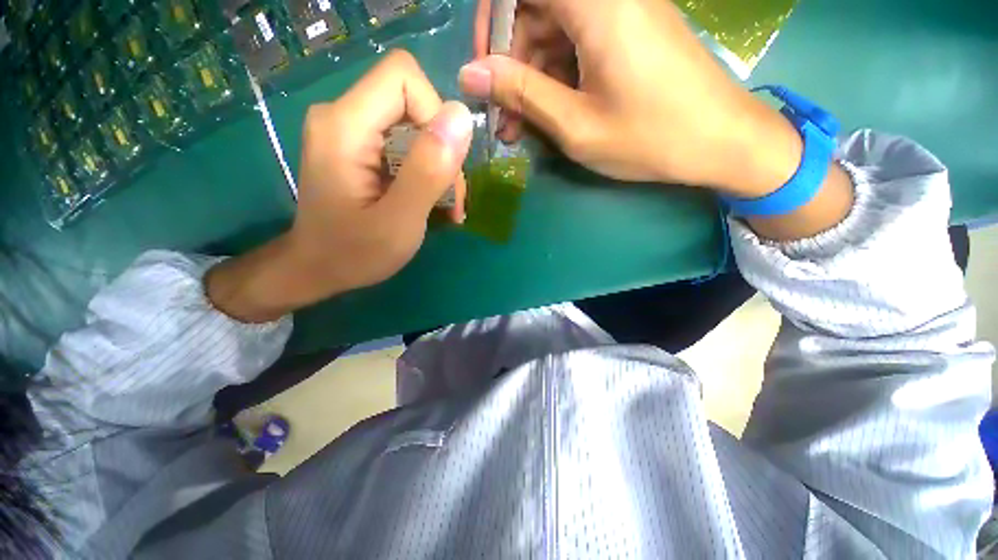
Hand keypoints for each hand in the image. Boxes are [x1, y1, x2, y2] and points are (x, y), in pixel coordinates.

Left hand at [207, 50, 472, 322]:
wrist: (317, 268)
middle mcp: (342, 115)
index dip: (436, 116)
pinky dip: (426, 169)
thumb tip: (461, 118)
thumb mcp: (399, 221)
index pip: (404, 78)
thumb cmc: (354, 253)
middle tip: (451, 199)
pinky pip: (405, 140)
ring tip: (446, 206)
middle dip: (442, 149)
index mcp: (345, 126)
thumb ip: (428, 171)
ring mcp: (349, 129)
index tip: (444, 168)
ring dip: (438, 164)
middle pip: (413, 101)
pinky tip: (429, 199)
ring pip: (414, 123)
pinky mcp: (358, 146)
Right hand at [459, 0, 804, 197]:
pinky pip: (576, 45)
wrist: (720, 141)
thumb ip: (521, 92)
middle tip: (504, 120)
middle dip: (511, 66)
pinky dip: (556, 79)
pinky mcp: (628, 33)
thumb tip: (470, 74)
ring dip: (531, 80)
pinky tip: (550, 116)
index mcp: (597, 4)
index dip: (493, 21)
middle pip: (535, 11)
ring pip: (553, 34)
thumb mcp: (575, 124)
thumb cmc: (649, 137)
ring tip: (523, 130)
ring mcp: (620, 12)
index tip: (484, 71)